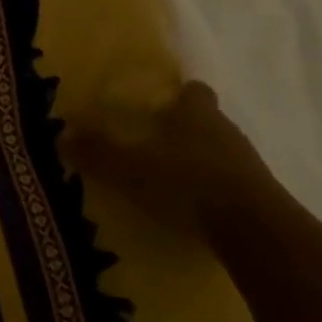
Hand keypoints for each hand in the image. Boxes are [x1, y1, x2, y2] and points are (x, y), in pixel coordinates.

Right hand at [65, 81, 282, 235]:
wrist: (254, 230)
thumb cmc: (187, 182)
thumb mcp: (131, 168)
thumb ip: (98, 152)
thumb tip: (62, 134)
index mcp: (195, 113)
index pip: (192, 91)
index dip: (178, 95)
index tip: (158, 105)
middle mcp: (225, 130)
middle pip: (205, 121)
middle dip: (183, 130)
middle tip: (152, 143)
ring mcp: (247, 163)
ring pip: (218, 152)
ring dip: (198, 161)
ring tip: (168, 179)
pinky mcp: (259, 195)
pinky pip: (230, 183)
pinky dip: (211, 189)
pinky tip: (191, 207)